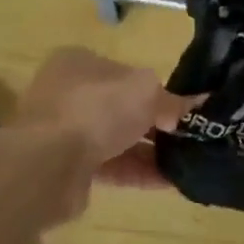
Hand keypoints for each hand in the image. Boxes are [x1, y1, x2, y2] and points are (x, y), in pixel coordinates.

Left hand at [14, 47, 200, 194]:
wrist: (48, 164)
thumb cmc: (97, 109)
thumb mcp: (147, 92)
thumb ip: (172, 100)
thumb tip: (196, 105)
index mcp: (79, 62)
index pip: (125, 72)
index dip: (155, 88)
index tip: (181, 106)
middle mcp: (68, 94)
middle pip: (121, 107)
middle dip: (154, 122)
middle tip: (187, 135)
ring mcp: (64, 132)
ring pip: (116, 139)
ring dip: (149, 151)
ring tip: (186, 161)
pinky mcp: (66, 168)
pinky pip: (110, 167)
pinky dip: (138, 172)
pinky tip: (170, 181)